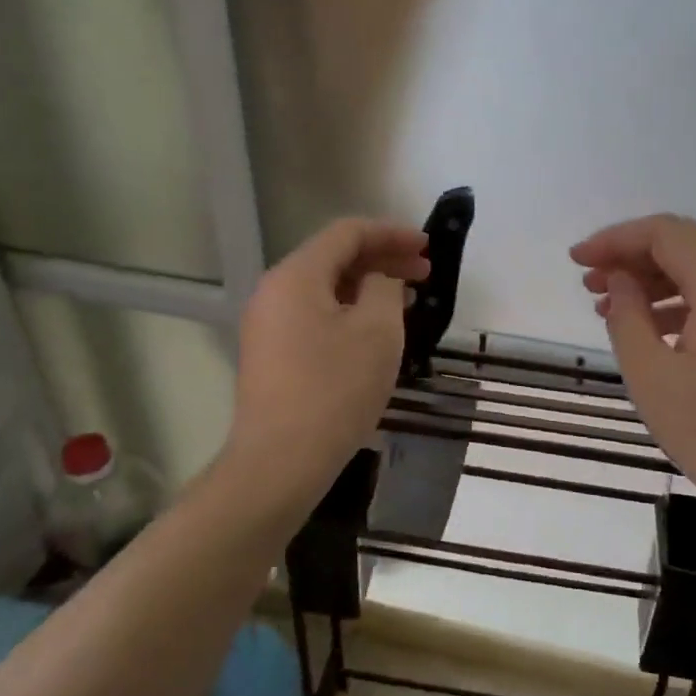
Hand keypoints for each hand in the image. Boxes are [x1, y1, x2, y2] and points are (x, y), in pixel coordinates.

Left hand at [225, 218, 429, 509]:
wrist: (281, 461)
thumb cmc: (335, 390)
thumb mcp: (377, 332)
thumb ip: (385, 288)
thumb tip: (379, 279)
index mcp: (296, 275)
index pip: (347, 233)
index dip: (391, 233)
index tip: (427, 246)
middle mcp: (274, 291)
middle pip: (333, 258)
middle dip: (382, 259)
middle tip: (425, 273)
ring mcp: (268, 324)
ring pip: (325, 289)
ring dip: (367, 287)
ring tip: (406, 300)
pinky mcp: (271, 354)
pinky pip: (314, 315)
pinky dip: (348, 311)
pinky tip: (375, 330)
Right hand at [571, 214, 695, 526]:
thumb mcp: (653, 378)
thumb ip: (628, 318)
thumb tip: (619, 280)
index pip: (667, 234)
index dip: (617, 239)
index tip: (577, 261)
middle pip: (685, 246)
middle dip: (631, 255)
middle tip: (588, 282)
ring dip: (651, 279)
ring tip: (606, 304)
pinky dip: (675, 302)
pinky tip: (646, 329)